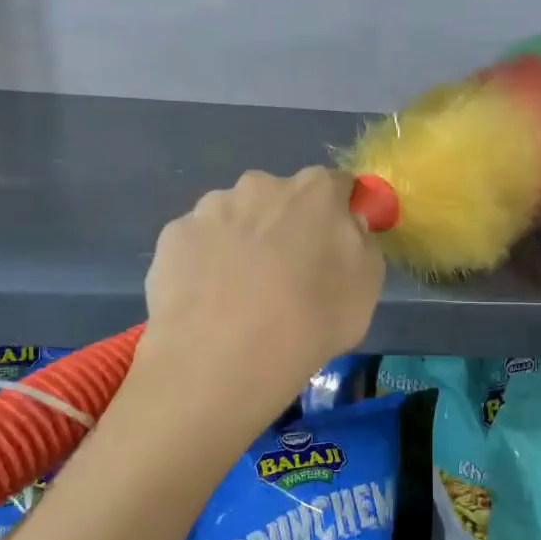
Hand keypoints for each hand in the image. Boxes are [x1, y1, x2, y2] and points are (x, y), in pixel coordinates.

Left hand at [142, 166, 385, 402]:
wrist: (226, 354)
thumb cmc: (312, 319)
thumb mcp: (368, 287)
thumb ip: (361, 244)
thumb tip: (347, 227)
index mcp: (315, 191)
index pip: (335, 186)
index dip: (337, 214)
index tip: (334, 246)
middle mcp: (261, 185)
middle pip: (279, 198)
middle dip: (283, 225)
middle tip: (285, 275)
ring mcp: (210, 208)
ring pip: (233, 217)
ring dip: (241, 242)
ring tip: (239, 295)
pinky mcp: (173, 236)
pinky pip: (198, 243)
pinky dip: (204, 263)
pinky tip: (207, 301)